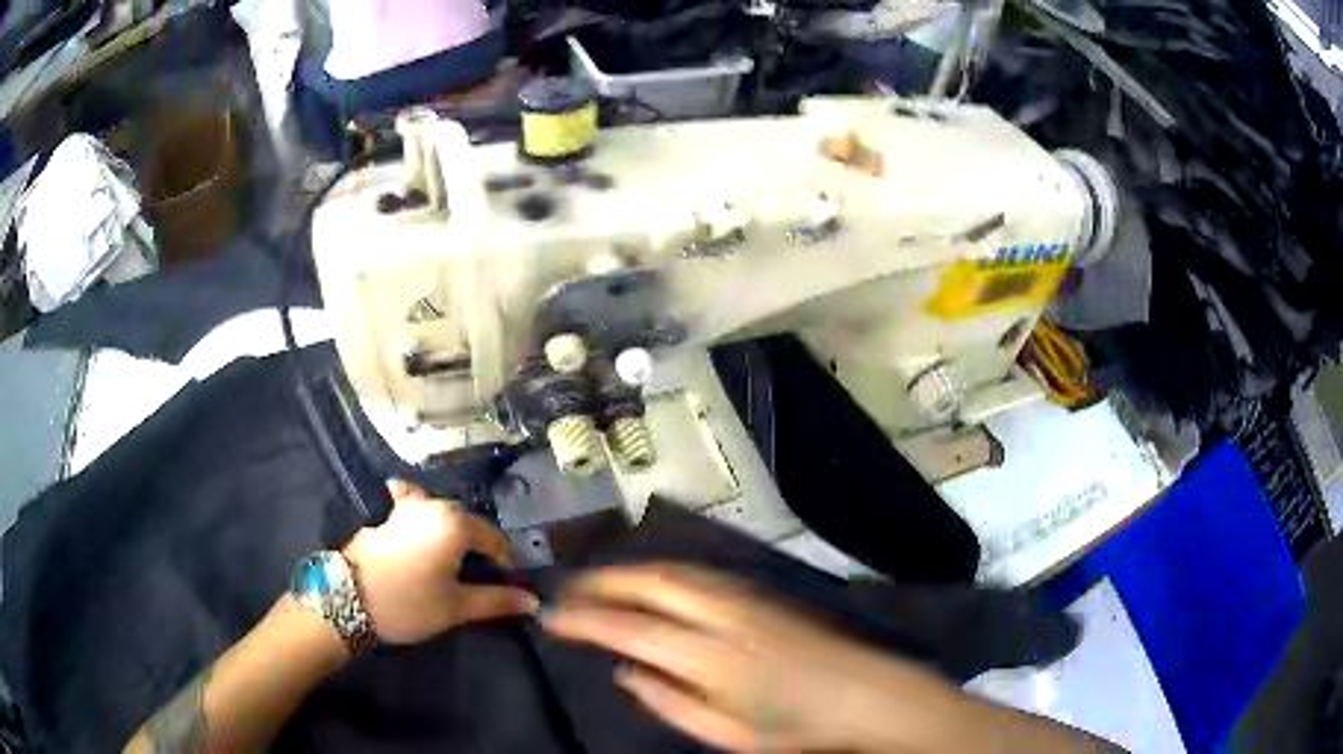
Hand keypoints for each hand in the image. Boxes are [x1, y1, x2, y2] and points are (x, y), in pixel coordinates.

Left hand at [342, 480, 537, 644]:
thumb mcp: (456, 607)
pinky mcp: (387, 514)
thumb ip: (496, 600)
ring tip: (453, 562)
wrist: (346, 599)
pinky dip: (421, 514)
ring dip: (453, 534)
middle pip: (470, 524)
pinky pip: (413, 506)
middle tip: (481, 579)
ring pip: (443, 515)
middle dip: (480, 549)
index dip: (506, 565)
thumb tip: (532, 601)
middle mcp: (434, 505)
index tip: (508, 588)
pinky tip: (418, 526)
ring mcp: (407, 506)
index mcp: (456, 523)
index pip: (496, 540)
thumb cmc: (408, 604)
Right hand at [541, 563, 971, 752]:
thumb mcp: (728, 733)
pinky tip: (655, 581)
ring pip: (678, 570)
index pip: (630, 628)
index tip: (552, 618)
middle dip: (603, 581)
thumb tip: (627, 671)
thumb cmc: (797, 726)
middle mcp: (725, 615)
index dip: (585, 620)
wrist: (866, 693)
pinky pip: (701, 572)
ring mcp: (747, 597)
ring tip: (601, 580)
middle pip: (652, 582)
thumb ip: (671, 702)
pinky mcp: (763, 593)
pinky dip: (666, 571)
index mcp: (712, 657)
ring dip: (633, 570)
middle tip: (569, 590)